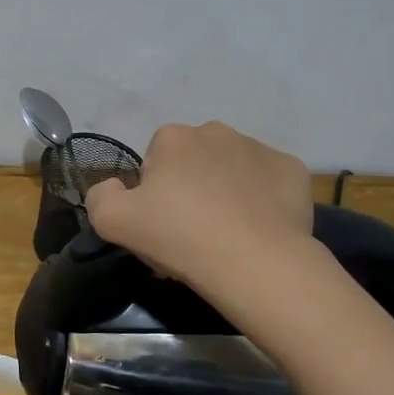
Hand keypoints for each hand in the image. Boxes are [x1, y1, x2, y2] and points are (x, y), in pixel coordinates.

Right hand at [84, 122, 316, 291]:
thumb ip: (99, 196)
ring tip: (228, 234)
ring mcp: (260, 148)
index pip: (154, 163)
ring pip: (233, 169)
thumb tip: (112, 187)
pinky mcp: (294, 171)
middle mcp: (216, 131)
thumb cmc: (179, 237)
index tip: (161, 225)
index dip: (154, 196)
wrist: (255, 263)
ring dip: (226, 192)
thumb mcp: (111, 222)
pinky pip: (269, 183)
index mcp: (173, 138)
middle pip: (194, 162)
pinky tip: (259, 229)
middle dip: (191, 188)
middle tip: (192, 232)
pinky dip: (263, 200)